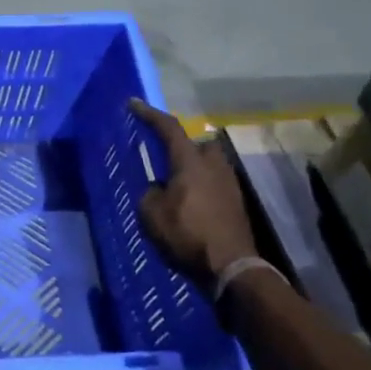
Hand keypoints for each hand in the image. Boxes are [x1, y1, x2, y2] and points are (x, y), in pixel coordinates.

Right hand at [128, 100, 255, 278]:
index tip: (133, 103)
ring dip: (192, 166)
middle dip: (181, 145)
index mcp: (190, 162)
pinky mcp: (236, 201)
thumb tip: (158, 188)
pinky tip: (190, 201)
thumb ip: (150, 193)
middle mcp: (213, 165)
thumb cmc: (187, 235)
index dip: (149, 114)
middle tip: (163, 156)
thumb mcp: (152, 214)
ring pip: (208, 163)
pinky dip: (201, 185)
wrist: (231, 266)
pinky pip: (214, 182)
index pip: (169, 128)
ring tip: (175, 183)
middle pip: (197, 143)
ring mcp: (229, 183)